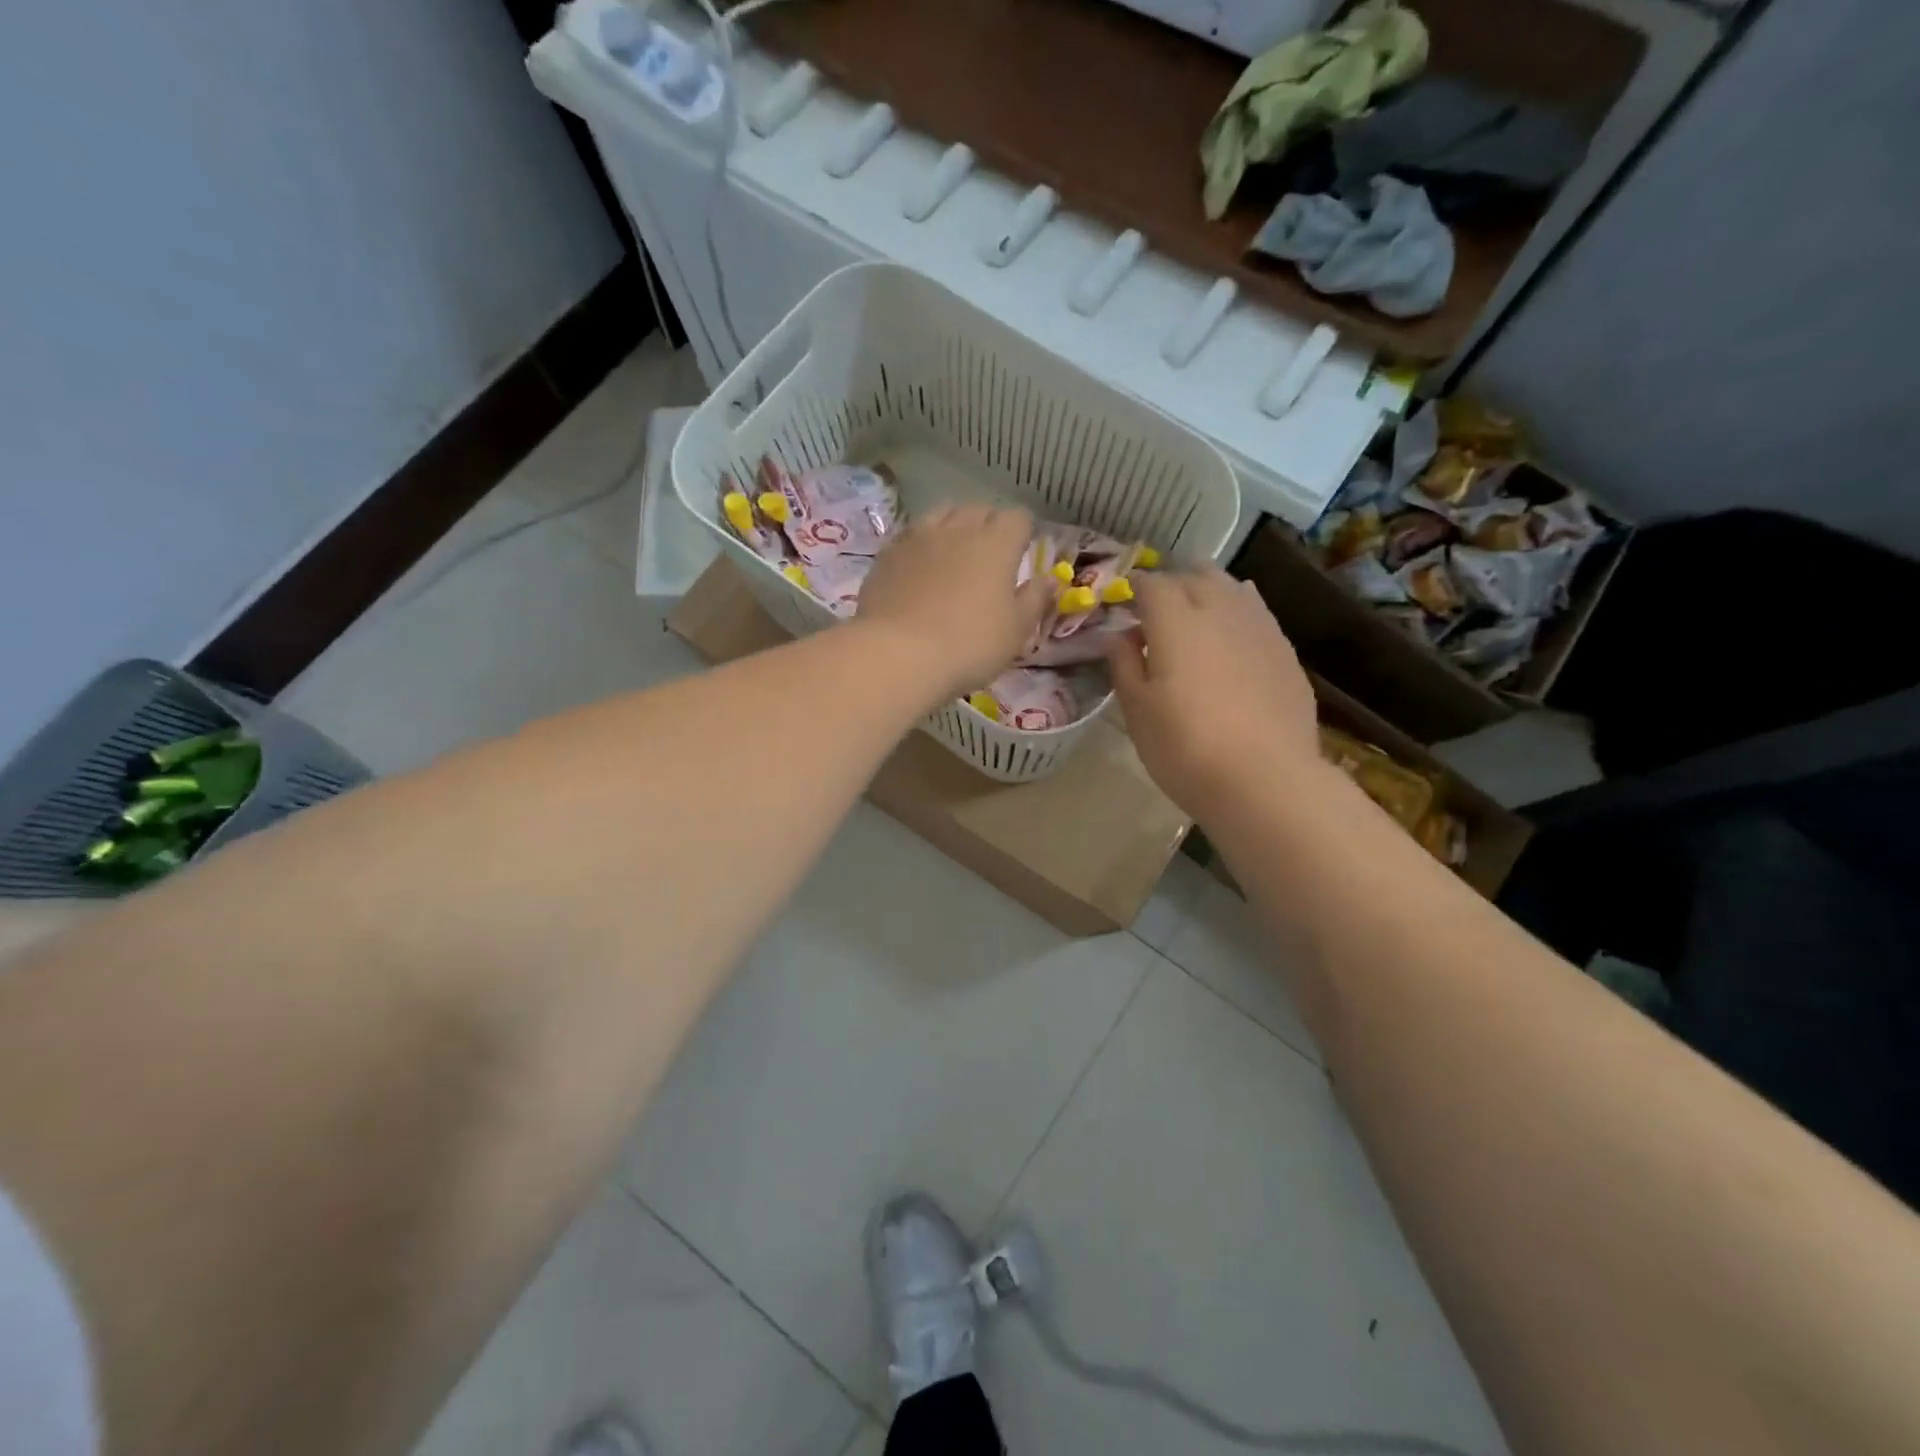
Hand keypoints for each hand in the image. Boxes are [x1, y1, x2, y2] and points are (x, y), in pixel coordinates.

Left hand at [855, 503, 1049, 700]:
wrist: (896, 655)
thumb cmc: (969, 645)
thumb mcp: (1016, 631)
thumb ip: (1035, 600)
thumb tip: (1049, 579)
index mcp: (997, 543)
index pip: (1018, 518)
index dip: (1023, 533)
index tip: (1022, 552)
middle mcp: (958, 528)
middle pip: (979, 510)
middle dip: (989, 526)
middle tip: (990, 556)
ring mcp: (917, 537)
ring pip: (942, 515)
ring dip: (953, 528)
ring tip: (953, 555)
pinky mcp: (886, 555)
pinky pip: (911, 537)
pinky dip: (921, 546)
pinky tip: (919, 569)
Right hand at [1105, 566, 1321, 822]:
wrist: (1265, 780)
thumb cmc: (1185, 747)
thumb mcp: (1137, 711)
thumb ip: (1124, 665)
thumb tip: (1118, 636)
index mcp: (1176, 621)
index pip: (1152, 584)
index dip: (1134, 589)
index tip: (1124, 604)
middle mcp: (1221, 611)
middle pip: (1196, 576)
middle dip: (1173, 585)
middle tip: (1157, 613)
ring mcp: (1261, 628)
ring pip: (1233, 589)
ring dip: (1209, 594)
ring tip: (1196, 621)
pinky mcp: (1286, 652)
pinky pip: (1257, 616)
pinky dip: (1238, 618)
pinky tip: (1232, 646)